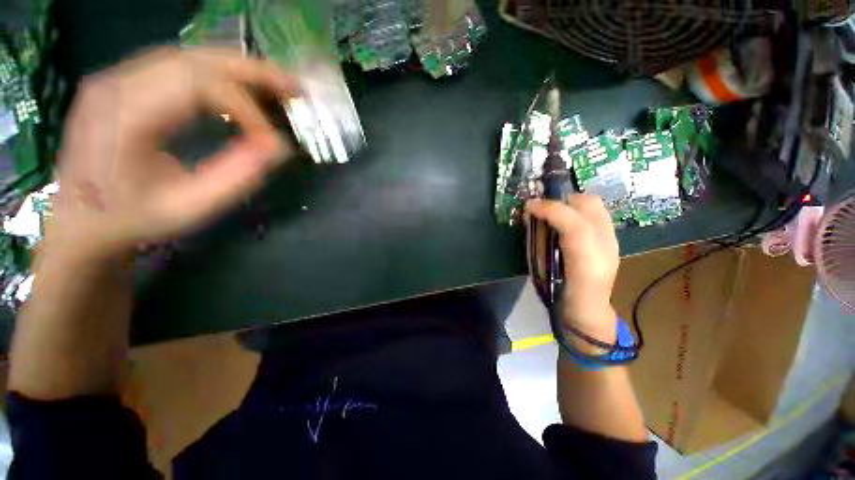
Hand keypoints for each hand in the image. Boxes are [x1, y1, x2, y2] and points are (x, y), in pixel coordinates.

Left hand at [46, 47, 298, 261]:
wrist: (82, 220)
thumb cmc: (132, 220)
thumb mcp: (190, 208)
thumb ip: (237, 177)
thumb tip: (278, 148)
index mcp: (124, 116)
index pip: (197, 86)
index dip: (246, 110)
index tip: (272, 144)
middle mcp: (116, 83)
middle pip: (195, 59)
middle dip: (253, 72)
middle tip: (295, 88)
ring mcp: (117, 78)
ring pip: (190, 56)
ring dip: (239, 69)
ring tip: (278, 85)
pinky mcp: (124, 82)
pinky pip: (179, 66)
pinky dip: (219, 74)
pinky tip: (241, 88)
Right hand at [526, 195, 618, 344]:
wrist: (588, 312)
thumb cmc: (559, 295)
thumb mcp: (542, 271)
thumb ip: (537, 243)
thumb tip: (530, 218)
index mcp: (586, 264)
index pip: (575, 224)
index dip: (549, 209)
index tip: (529, 206)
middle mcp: (606, 248)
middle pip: (591, 206)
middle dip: (562, 200)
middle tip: (542, 208)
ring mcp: (612, 242)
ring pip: (596, 205)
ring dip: (571, 203)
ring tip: (553, 211)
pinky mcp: (612, 240)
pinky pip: (596, 213)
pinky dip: (578, 209)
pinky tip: (566, 221)